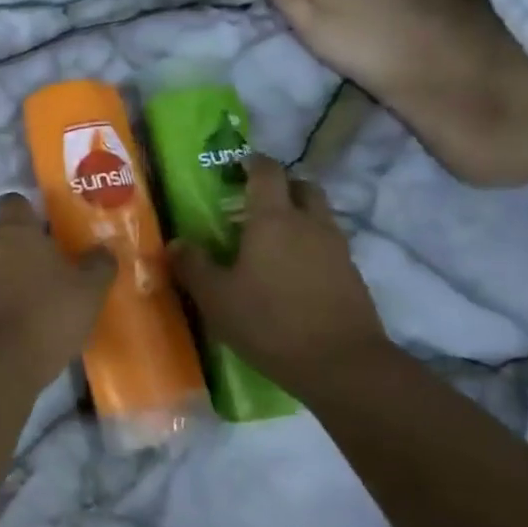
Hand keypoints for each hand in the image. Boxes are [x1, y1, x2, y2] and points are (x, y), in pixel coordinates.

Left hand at [0, 193, 115, 386]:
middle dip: (7, 239)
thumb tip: (104, 249)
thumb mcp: (88, 293)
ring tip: (17, 294)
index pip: (13, 201)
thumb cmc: (45, 317)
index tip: (44, 231)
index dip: (27, 213)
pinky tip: (0, 317)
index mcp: (15, 231)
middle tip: (33, 263)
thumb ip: (99, 266)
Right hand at [170, 155, 389, 397]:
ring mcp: (337, 248)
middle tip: (257, 202)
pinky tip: (293, 273)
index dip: (252, 163)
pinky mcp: (352, 274)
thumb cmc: (269, 322)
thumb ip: (193, 266)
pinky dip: (311, 246)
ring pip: (319, 215)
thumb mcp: (216, 297)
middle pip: (302, 186)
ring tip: (273, 241)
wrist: (341, 364)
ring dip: (299, 216)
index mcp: (272, 219)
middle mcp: (309, 223)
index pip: (266, 171)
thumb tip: (175, 244)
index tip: (236, 166)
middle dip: (282, 185)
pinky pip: (329, 244)